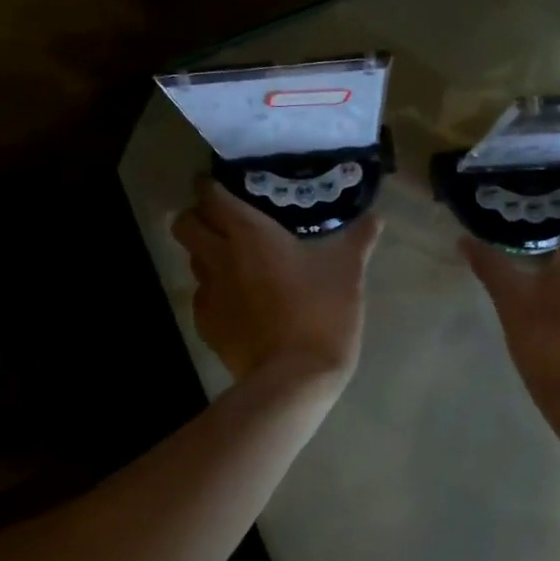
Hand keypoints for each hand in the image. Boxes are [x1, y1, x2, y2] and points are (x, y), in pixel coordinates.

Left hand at [171, 178, 381, 387]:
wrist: (294, 377)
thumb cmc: (321, 312)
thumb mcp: (348, 271)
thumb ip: (358, 238)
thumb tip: (374, 218)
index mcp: (248, 233)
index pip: (209, 195)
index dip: (209, 184)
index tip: (223, 183)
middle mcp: (219, 256)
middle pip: (184, 223)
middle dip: (197, 215)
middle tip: (224, 219)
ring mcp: (208, 293)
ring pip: (192, 259)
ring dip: (206, 252)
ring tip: (235, 258)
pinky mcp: (207, 325)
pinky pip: (203, 296)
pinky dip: (216, 290)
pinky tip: (241, 300)